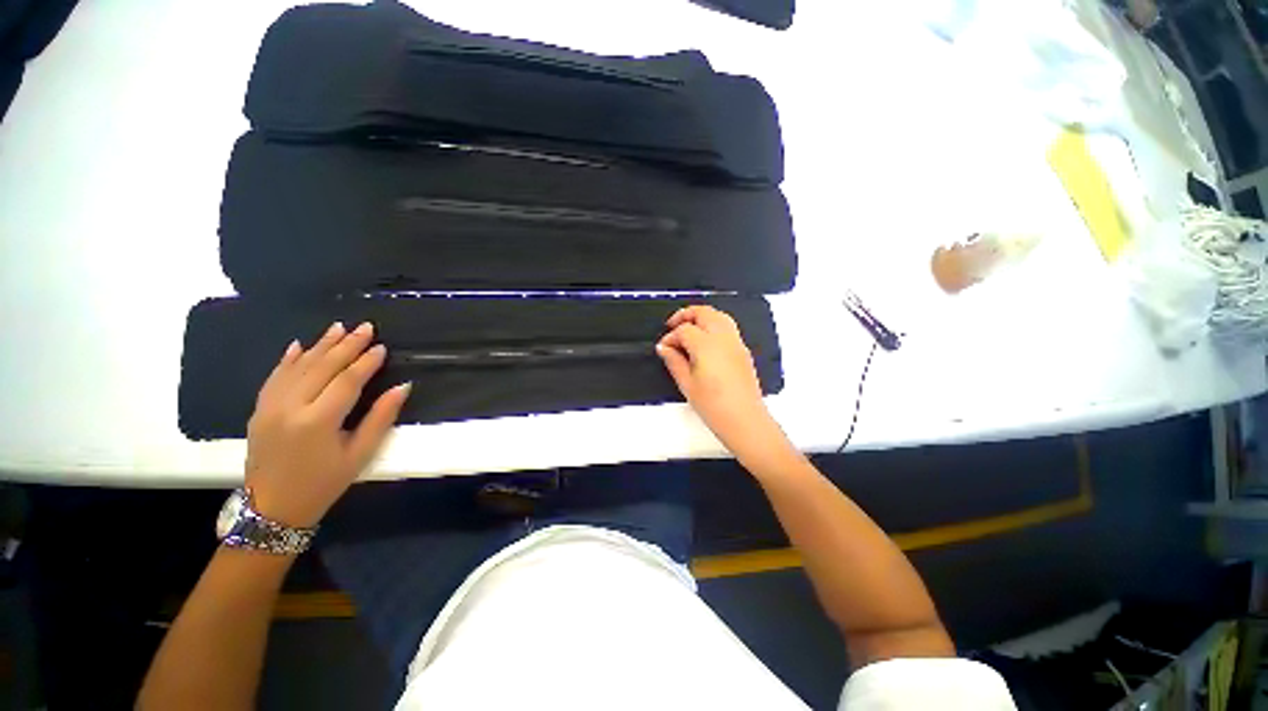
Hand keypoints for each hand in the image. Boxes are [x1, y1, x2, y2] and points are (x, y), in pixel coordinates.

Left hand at [244, 321, 410, 527]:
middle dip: (346, 345)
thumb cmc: (324, 483)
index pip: (347, 381)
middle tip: (365, 326)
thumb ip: (381, 418)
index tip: (381, 346)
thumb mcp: (360, 454)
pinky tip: (298, 345)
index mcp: (318, 421)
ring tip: (338, 327)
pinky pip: (274, 377)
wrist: (272, 508)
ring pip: (297, 367)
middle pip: (322, 367)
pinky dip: (287, 359)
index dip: (366, 362)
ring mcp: (269, 407)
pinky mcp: (258, 410)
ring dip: (319, 345)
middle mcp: (290, 408)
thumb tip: (402, 387)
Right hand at [656, 306, 793, 468]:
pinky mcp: (743, 350)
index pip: (684, 330)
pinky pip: (728, 327)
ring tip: (689, 328)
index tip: (664, 348)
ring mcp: (736, 342)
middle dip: (686, 315)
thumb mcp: (687, 384)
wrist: (744, 420)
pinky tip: (705, 340)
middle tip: (672, 325)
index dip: (671, 337)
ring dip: (702, 317)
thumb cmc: (713, 406)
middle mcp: (723, 338)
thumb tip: (664, 348)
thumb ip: (674, 361)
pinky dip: (714, 324)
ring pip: (719, 316)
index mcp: (706, 345)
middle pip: (704, 312)